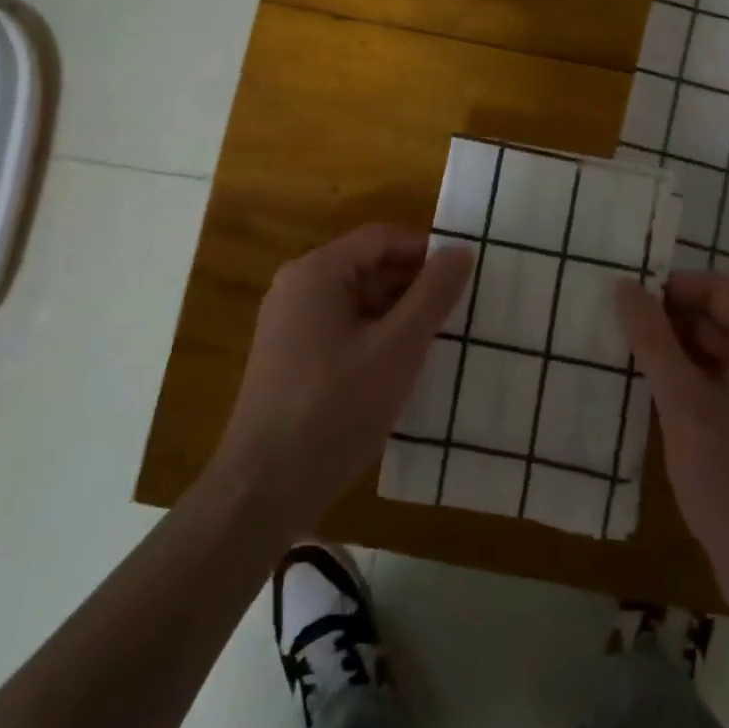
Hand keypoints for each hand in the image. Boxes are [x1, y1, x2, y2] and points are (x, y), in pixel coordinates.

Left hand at [210, 224, 473, 538]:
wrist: (264, 488)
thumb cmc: (335, 408)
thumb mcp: (397, 348)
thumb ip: (432, 295)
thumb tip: (460, 251)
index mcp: (317, 273)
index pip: (381, 238)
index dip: (425, 250)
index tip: (464, 275)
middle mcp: (297, 288)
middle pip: (367, 267)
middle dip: (414, 284)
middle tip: (459, 310)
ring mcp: (289, 325)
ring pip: (356, 301)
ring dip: (397, 313)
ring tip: (440, 339)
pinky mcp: (290, 358)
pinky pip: (342, 329)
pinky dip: (375, 336)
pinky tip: (402, 366)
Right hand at [616, 271, 728, 606]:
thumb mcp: (683, 403)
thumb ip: (652, 339)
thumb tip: (625, 286)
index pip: (718, 289)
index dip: (671, 287)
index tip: (626, 301)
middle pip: (717, 317)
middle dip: (667, 319)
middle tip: (615, 330)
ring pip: (715, 351)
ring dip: (672, 350)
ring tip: (624, 358)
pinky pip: (719, 382)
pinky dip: (686, 380)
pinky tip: (650, 395)